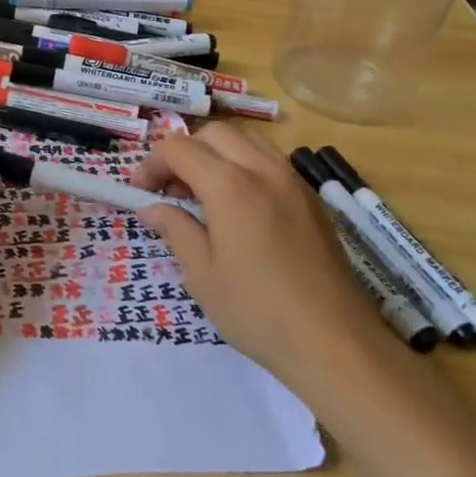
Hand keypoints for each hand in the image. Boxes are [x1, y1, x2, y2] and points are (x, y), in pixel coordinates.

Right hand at [133, 125, 384, 386]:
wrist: (336, 342)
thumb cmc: (257, 311)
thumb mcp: (202, 274)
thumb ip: (175, 229)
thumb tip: (151, 208)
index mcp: (229, 185)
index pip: (178, 148)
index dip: (151, 164)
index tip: (140, 192)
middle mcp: (262, 169)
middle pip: (213, 134)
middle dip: (183, 152)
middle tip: (169, 190)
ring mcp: (292, 181)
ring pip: (246, 140)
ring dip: (217, 154)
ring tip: (204, 192)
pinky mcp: (311, 199)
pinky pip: (271, 160)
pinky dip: (245, 165)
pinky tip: (239, 206)